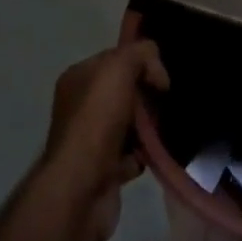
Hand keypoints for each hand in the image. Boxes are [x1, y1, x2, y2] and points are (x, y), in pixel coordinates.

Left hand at [41, 14, 168, 240]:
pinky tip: (151, 154)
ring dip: (149, 126)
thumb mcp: (119, 68)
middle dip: (148, 96)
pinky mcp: (103, 168)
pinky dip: (144, 153)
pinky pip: (133, 153)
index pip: (117, 58)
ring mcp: (91, 138)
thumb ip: (140, 54)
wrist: (81, 187)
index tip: (160, 79)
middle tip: (163, 105)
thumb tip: (156, 70)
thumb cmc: (97, 120)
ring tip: (162, 130)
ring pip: (132, 122)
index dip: (142, 63)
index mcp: (79, 77)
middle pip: (127, 91)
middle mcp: (81, 106)